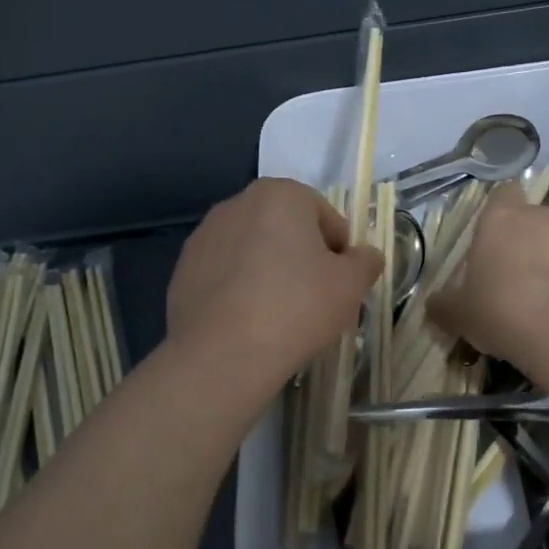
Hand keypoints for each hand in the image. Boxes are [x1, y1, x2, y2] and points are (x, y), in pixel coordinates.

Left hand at [167, 178, 383, 389]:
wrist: (222, 354)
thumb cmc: (296, 307)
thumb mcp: (350, 285)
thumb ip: (365, 262)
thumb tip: (366, 256)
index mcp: (280, 194)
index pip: (325, 217)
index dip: (340, 252)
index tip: (341, 285)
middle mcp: (238, 203)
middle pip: (286, 230)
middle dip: (303, 259)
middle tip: (316, 301)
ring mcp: (205, 235)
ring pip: (254, 251)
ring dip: (270, 272)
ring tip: (280, 315)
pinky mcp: (183, 269)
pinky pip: (226, 273)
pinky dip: (240, 289)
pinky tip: (249, 322)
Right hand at [429, 186, 548, 377]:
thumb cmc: (502, 312)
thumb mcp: (460, 315)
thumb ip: (445, 304)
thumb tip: (434, 305)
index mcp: (500, 220)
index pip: (502, 194)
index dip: (501, 212)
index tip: (498, 238)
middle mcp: (542, 216)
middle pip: (536, 220)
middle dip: (532, 242)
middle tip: (523, 281)